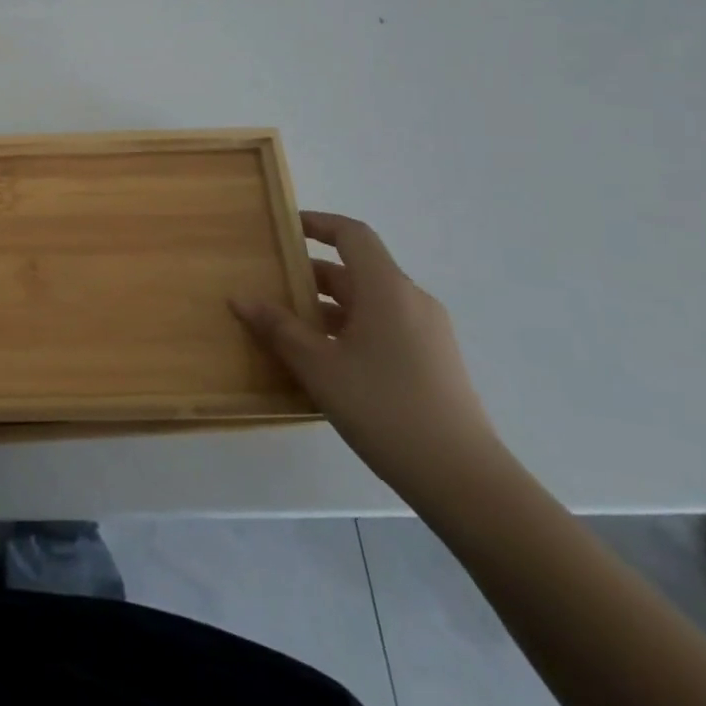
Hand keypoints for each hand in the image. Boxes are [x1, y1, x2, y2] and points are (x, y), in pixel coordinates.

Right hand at [233, 212, 504, 502]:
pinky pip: (384, 327)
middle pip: (357, 270)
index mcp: (387, 289)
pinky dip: (350, 329)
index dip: (318, 224)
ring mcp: (427, 333)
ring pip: (369, 302)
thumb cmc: (385, 408)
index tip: (285, 228)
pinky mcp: (433, 362)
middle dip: (312, 275)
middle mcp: (411, 301)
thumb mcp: (319, 367)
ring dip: (328, 306)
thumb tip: (240, 298)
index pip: (352, 235)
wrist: (464, 481)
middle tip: (271, 285)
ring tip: (288, 326)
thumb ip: (278, 328)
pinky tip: (324, 361)